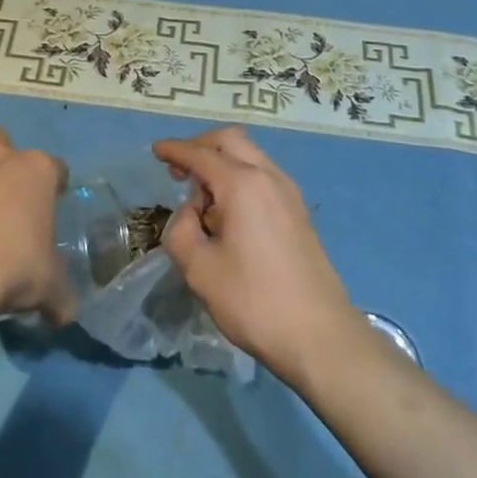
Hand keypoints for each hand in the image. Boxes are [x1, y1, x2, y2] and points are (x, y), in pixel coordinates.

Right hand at [152, 127, 358, 383]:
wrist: (321, 337)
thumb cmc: (254, 302)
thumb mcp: (200, 271)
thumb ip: (181, 231)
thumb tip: (189, 213)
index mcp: (242, 184)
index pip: (201, 154)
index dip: (175, 150)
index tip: (156, 150)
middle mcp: (268, 177)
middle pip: (230, 140)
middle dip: (201, 146)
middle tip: (179, 171)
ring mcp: (288, 193)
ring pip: (249, 155)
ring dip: (222, 162)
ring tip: (203, 199)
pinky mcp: (298, 212)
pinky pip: (263, 175)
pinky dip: (240, 177)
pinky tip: (229, 213)